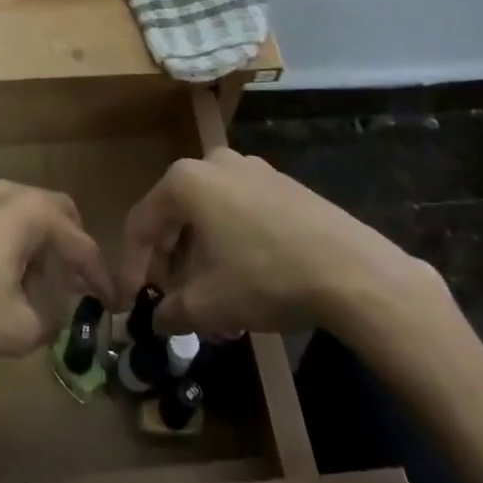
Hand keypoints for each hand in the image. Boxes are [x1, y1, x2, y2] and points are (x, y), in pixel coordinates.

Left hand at [0, 181, 113, 362]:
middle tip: (74, 281)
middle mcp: (6, 192)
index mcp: (30, 212)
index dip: (98, 274)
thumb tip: (53, 318)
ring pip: (21, 212)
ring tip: (32, 283)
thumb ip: (50, 322)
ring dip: (36, 243)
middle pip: (55, 212)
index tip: (109, 300)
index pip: (79, 242)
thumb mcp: (18, 329)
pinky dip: (7, 239)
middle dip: (70, 246)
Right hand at [116, 149, 456, 347]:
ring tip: (208, 296)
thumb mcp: (209, 304)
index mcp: (185, 181)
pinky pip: (239, 210)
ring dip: (199, 254)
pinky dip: (229, 241)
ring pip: (208, 213)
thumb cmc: (265, 277)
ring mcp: (252, 168)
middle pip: (174, 214)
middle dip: (168, 261)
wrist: (351, 269)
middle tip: (170, 299)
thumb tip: (157, 320)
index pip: (141, 224)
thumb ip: (172, 311)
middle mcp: (213, 163)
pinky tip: (242, 277)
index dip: (132, 267)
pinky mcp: (282, 183)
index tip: (131, 303)